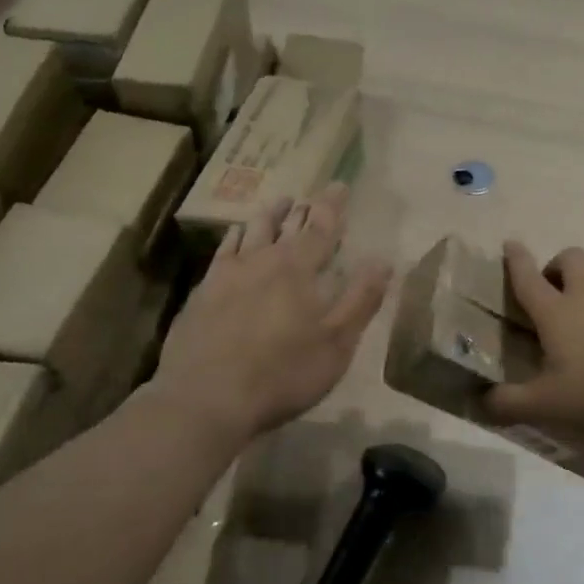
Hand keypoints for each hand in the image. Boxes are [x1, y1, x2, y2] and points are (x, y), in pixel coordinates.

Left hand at [153, 184, 390, 441]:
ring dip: (267, 216)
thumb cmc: (282, 373)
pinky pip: (222, 252)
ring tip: (277, 205)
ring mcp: (226, 275)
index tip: (339, 185)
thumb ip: (360, 300)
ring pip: (250, 233)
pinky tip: (235, 238)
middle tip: (309, 195)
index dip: (332, 206)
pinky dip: (234, 238)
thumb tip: (382, 261)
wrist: (205, 397)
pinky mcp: (201, 294)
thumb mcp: (336, 344)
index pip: (321, 228)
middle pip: (284, 225)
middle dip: (301, 209)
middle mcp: (261, 261)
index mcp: (297, 269)